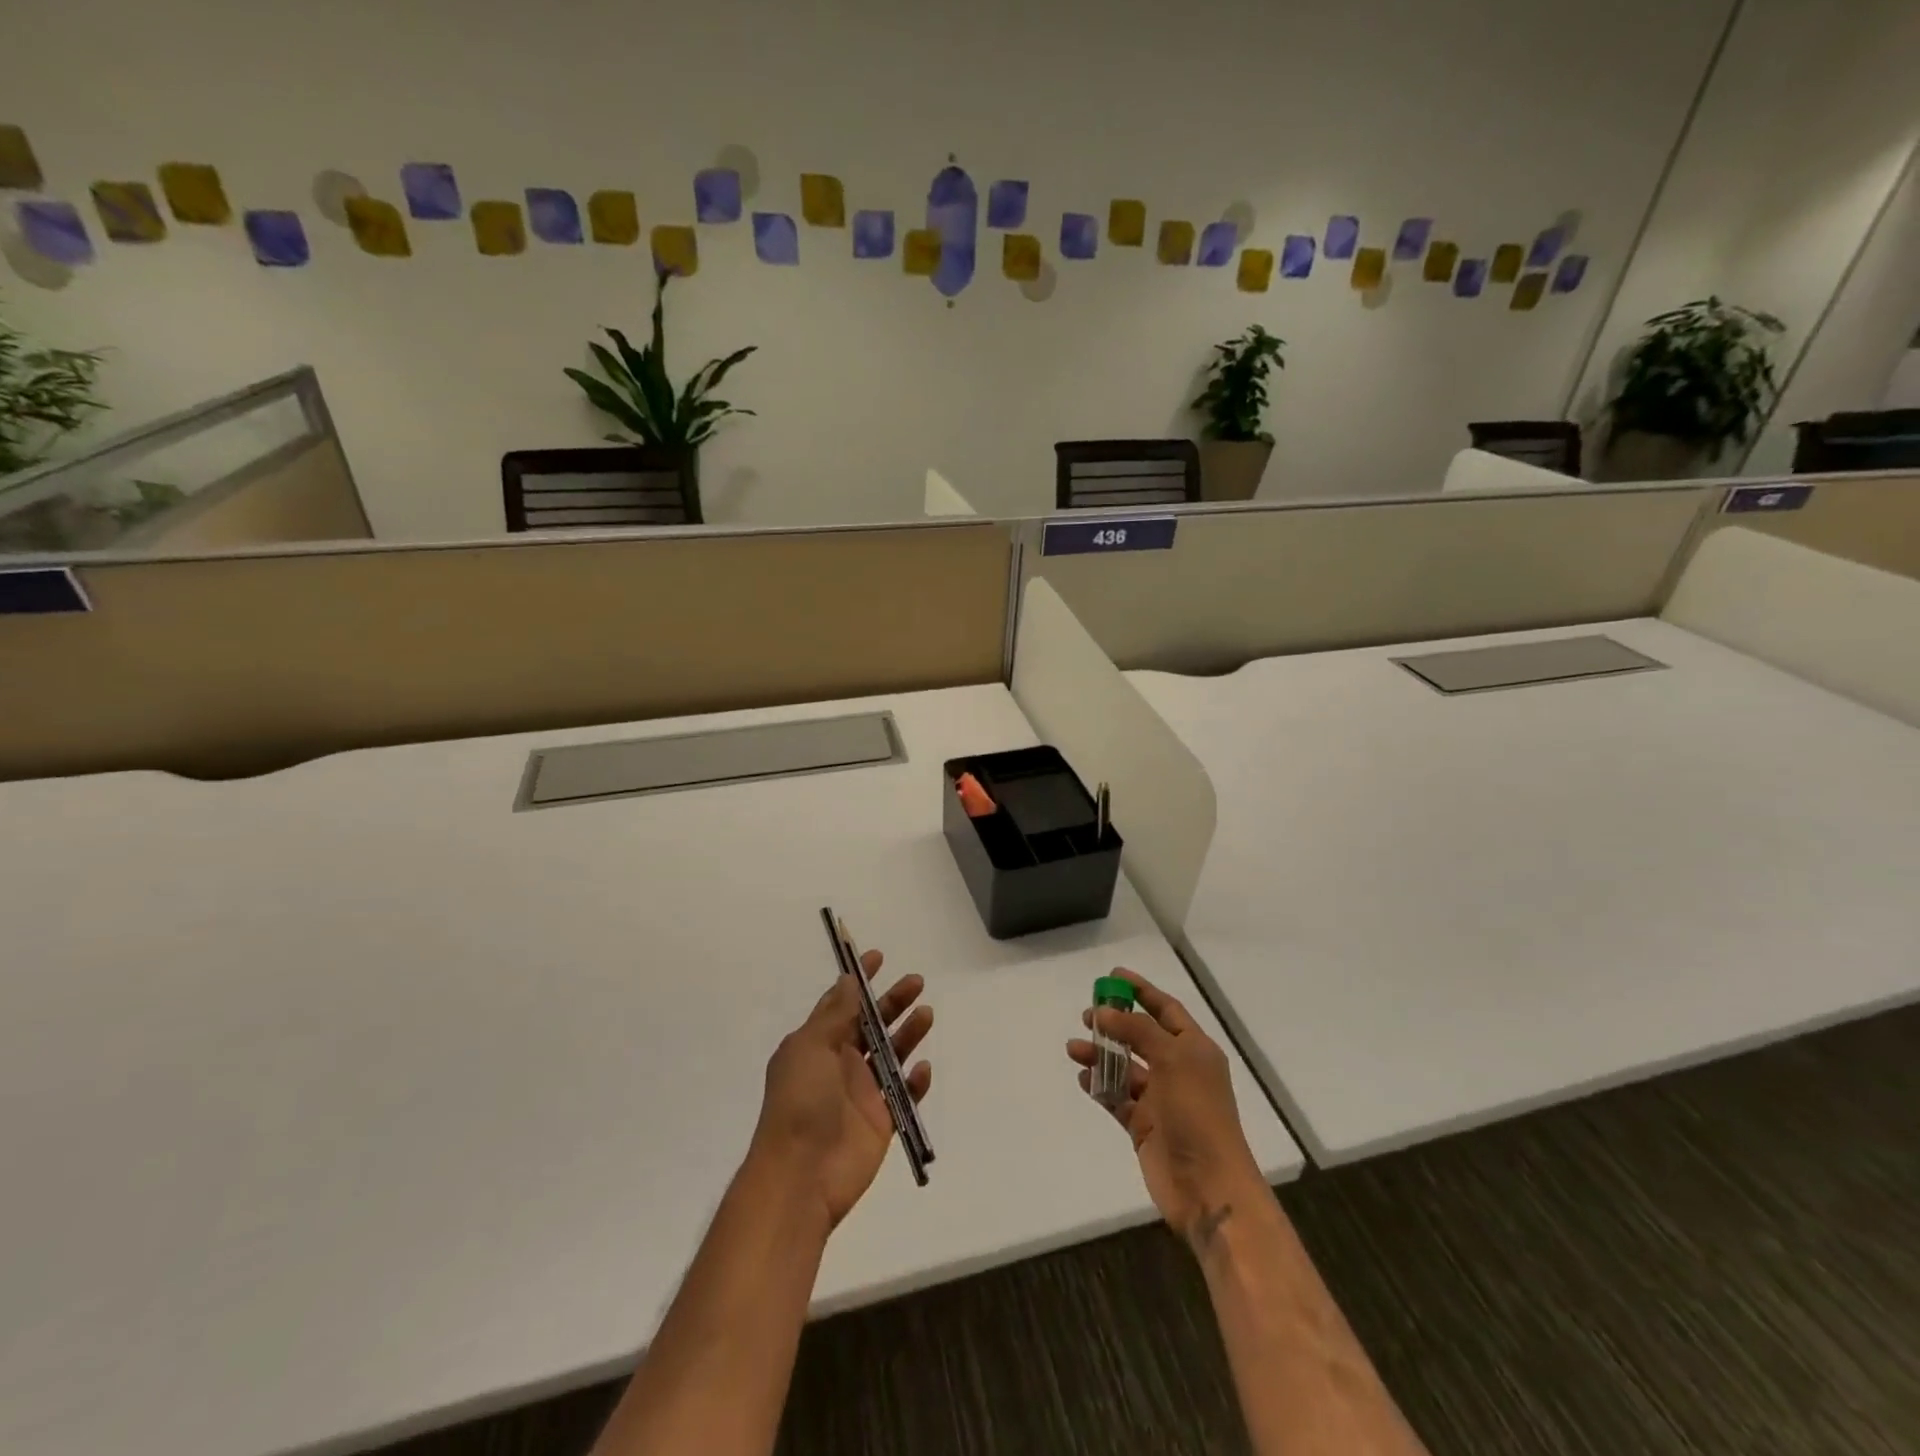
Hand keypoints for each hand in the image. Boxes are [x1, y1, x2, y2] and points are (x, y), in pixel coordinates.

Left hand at [750, 950, 932, 1229]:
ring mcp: (861, 1094)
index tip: (878, 957)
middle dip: (893, 1002)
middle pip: (872, 1025)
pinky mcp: (880, 1122)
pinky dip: (915, 1082)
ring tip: (926, 1014)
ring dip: (908, 1034)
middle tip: (916, 982)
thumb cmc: (800, 1103)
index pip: (841, 1004)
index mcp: (817, 1045)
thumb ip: (835, 1015)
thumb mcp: (810, 1049)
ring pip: (891, 1055)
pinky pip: (904, 1096)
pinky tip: (923, 1069)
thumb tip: (849, 980)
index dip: (859, 981)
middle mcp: (840, 1065)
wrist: (800, 1176)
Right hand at [1066, 968, 1265, 1246]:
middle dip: (1115, 1023)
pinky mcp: (1144, 1126)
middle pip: (1142, 1036)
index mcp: (1194, 1049)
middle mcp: (1179, 1070)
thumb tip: (1104, 1012)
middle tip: (1087, 1014)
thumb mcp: (1172, 1059)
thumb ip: (1137, 1031)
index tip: (1114, 975)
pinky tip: (1084, 1079)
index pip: (1166, 1009)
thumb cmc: (1197, 1113)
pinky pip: (1117, 1098)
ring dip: (1101, 1055)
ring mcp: (1161, 1100)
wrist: (1209, 1186)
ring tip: (1074, 1049)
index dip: (1142, 990)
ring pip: (1125, 1067)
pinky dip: (1100, 1087)